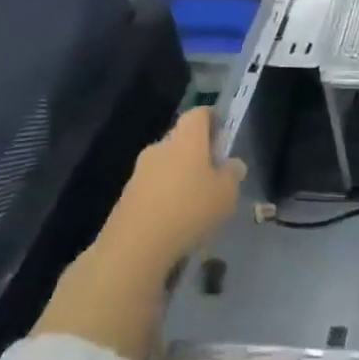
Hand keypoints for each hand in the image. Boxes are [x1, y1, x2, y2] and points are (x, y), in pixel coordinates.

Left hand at [100, 108, 246, 271]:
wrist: (135, 246)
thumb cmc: (190, 210)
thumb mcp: (226, 194)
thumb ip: (232, 174)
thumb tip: (232, 164)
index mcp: (186, 140)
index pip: (198, 114)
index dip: (212, 118)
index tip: (223, 133)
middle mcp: (160, 148)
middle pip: (181, 139)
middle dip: (197, 151)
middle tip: (214, 173)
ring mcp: (139, 172)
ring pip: (166, 164)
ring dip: (180, 176)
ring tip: (196, 202)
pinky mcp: (127, 196)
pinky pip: (153, 187)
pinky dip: (166, 195)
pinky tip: (176, 220)